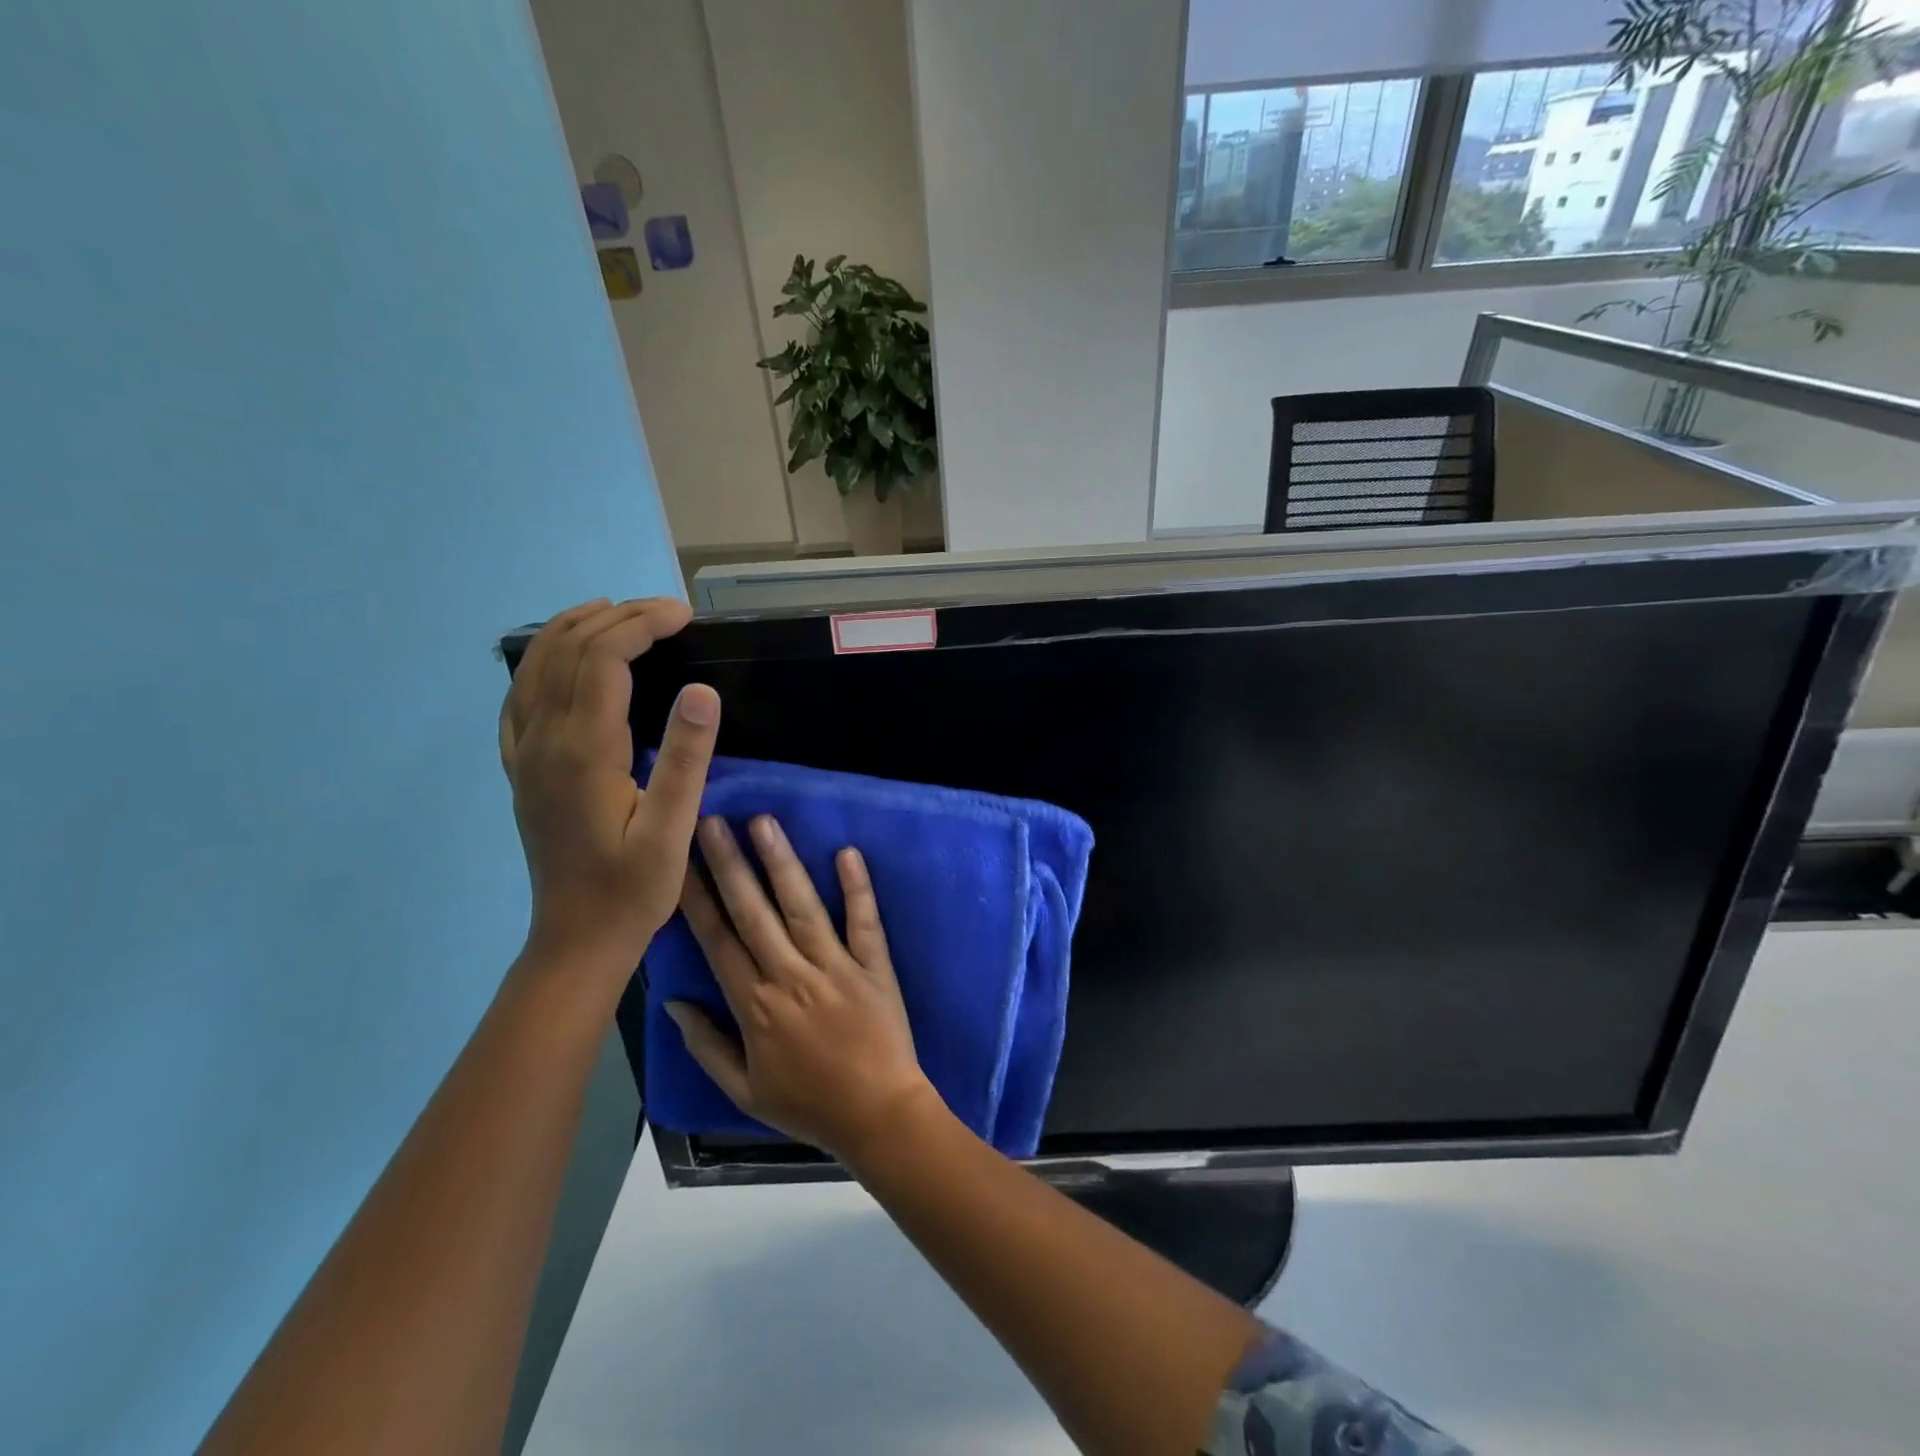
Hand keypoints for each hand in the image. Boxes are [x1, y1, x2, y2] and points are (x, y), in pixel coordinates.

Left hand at [499, 597, 719, 976]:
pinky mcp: (521, 769)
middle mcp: (543, 741)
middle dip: (616, 617)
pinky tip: (563, 662)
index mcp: (583, 751)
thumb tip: (703, 690)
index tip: (683, 615)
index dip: (641, 624)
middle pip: (568, 651)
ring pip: (535, 666)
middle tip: (666, 612)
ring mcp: (524, 753)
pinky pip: (519, 697)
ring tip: (618, 614)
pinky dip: (543, 662)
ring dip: (575, 629)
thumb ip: (686, 757)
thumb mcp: (672, 829)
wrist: (577, 938)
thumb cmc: (632, 888)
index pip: (603, 658)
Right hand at [668, 815, 934, 1162]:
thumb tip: (673, 1001)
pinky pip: (864, 922)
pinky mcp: (874, 966)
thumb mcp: (743, 1090)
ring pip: (802, 907)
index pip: (718, 940)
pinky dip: (857, 888)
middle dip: (729, 864)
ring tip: (763, 823)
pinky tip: (847, 852)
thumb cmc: (808, 1105)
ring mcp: (836, 966)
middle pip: (753, 912)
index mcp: (755, 1005)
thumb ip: (706, 1044)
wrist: (878, 1117)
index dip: (697, 898)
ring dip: (782, 863)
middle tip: (711, 821)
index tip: (679, 861)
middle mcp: (791, 976)